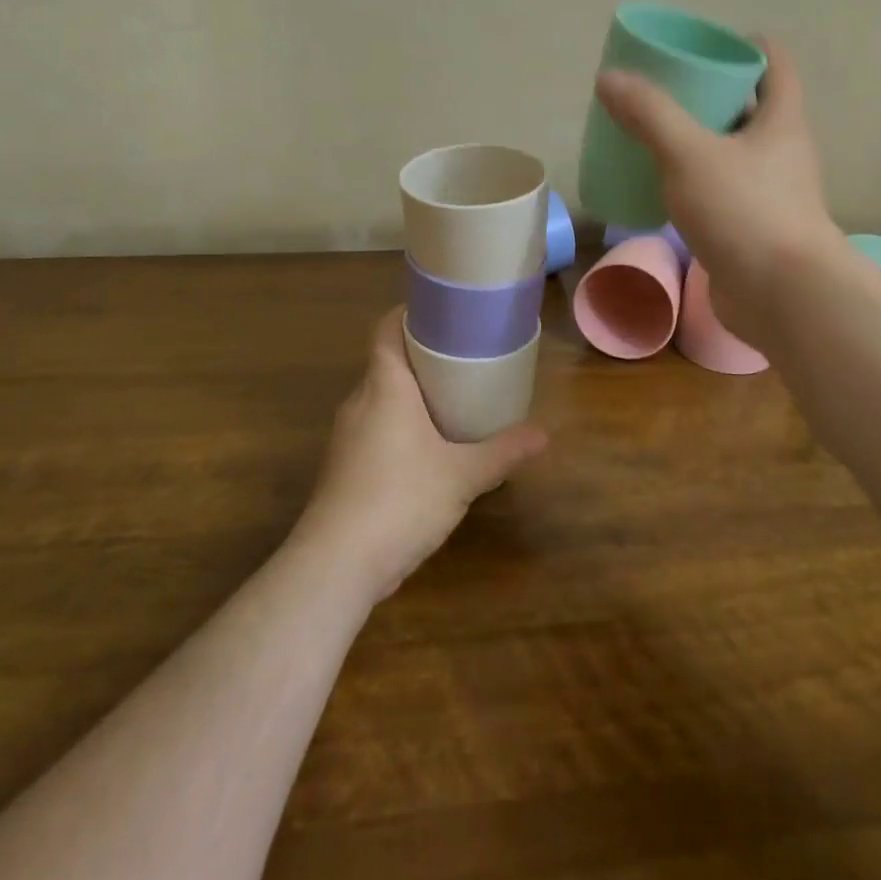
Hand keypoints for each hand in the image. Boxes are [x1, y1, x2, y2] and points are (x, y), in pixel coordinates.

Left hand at [295, 308, 547, 604]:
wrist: (336, 565)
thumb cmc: (400, 500)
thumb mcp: (463, 475)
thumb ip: (503, 452)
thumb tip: (544, 434)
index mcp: (385, 386)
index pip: (386, 330)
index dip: (408, 315)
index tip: (440, 314)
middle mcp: (359, 402)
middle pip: (386, 362)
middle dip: (420, 357)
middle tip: (461, 358)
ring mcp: (346, 437)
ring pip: (379, 398)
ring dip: (409, 395)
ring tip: (450, 400)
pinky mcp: (343, 468)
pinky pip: (373, 428)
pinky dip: (398, 426)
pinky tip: (425, 450)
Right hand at [594, 36, 839, 348]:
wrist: (782, 295)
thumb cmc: (744, 211)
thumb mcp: (688, 153)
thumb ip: (649, 115)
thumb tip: (609, 78)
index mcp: (781, 121)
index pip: (775, 65)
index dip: (746, 46)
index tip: (706, 43)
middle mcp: (782, 152)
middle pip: (749, 108)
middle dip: (711, 95)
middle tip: (665, 89)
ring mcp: (770, 193)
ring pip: (733, 153)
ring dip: (700, 141)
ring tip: (655, 134)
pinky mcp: (753, 229)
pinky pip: (721, 191)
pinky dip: (695, 182)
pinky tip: (662, 187)